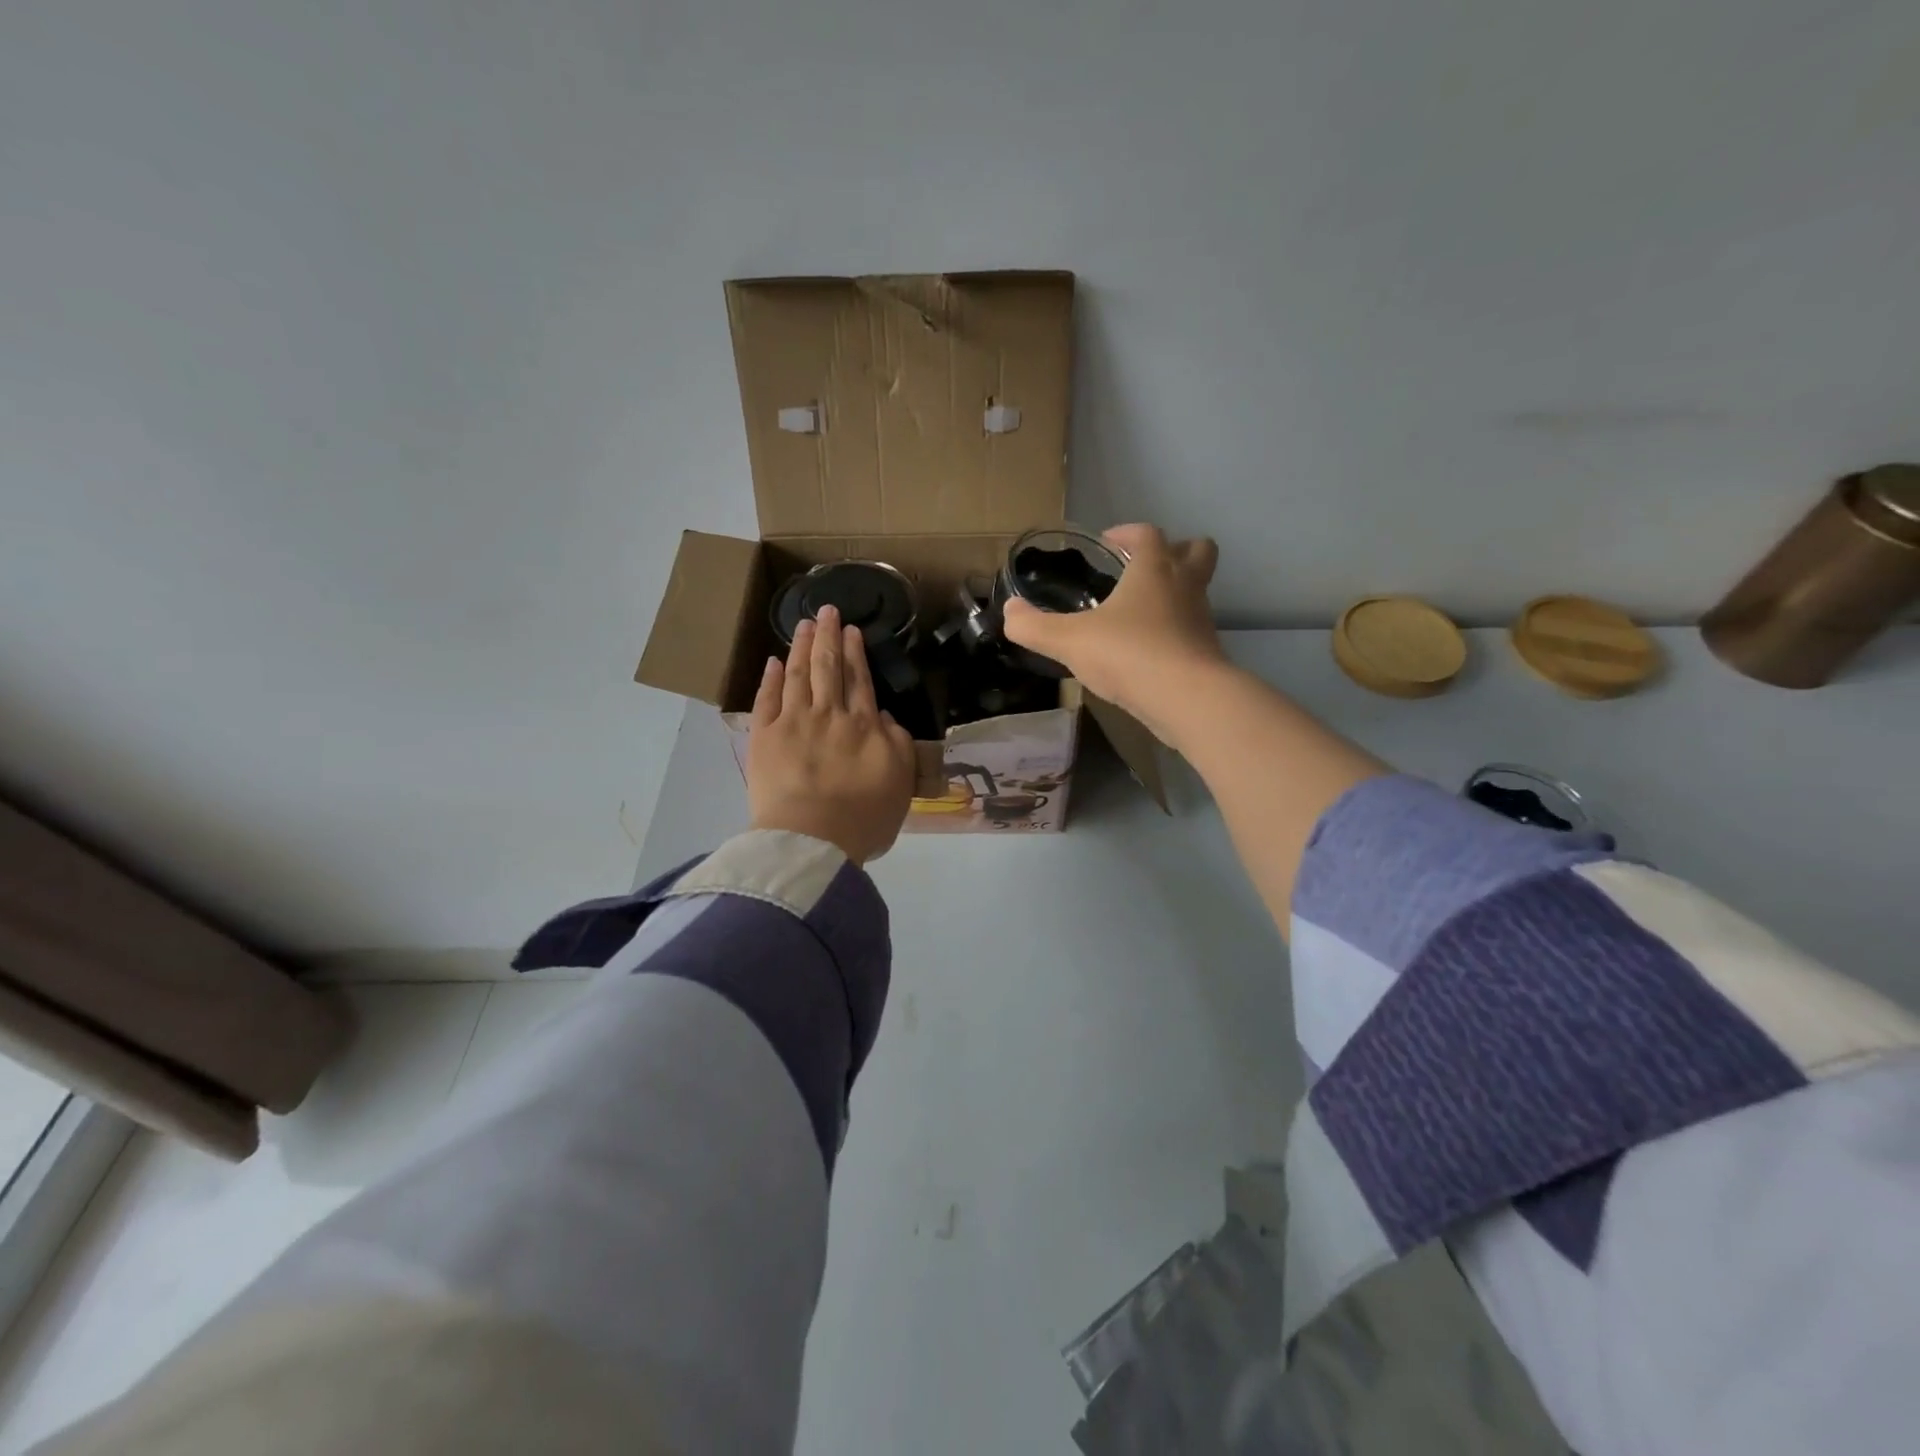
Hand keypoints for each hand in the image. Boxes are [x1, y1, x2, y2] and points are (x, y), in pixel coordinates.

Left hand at [747, 604, 915, 863]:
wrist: (813, 840)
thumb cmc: (863, 819)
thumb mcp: (901, 784)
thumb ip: (898, 744)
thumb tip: (883, 716)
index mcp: (864, 726)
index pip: (859, 681)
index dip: (856, 653)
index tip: (852, 630)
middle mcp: (829, 715)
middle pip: (828, 668)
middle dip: (828, 637)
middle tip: (827, 610)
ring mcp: (793, 723)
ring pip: (798, 675)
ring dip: (801, 646)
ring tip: (804, 624)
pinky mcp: (764, 737)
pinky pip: (767, 699)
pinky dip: (771, 678)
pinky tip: (774, 662)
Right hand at [1001, 524, 1226, 739]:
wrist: (1187, 698)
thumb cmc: (1129, 654)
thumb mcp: (1070, 641)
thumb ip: (1035, 626)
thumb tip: (1009, 611)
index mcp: (1154, 569)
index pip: (1147, 534)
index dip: (1127, 533)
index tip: (1108, 543)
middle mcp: (1184, 585)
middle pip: (1196, 550)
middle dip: (1174, 550)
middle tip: (1143, 567)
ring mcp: (1201, 618)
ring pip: (1197, 591)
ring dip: (1176, 592)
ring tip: (1141, 613)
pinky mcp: (1208, 651)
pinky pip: (1193, 628)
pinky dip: (1175, 630)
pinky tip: (1149, 650)